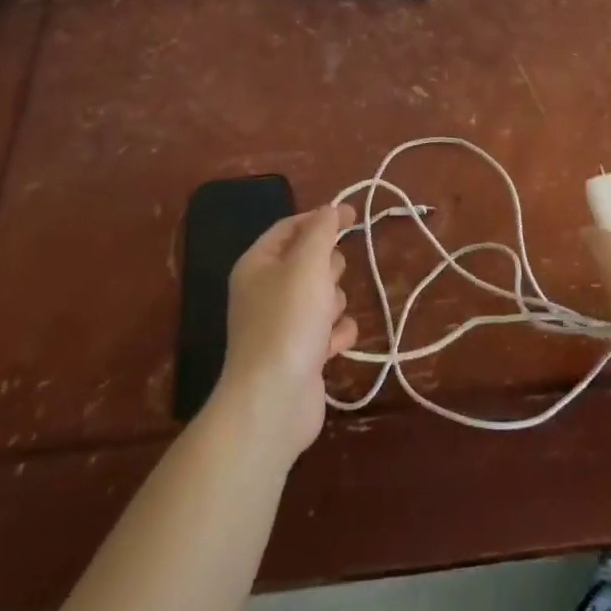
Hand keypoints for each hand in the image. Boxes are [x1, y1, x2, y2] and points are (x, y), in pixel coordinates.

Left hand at [213, 202, 359, 458]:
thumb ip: (322, 230)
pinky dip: (336, 335)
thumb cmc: (288, 320)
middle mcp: (266, 291)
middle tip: (327, 280)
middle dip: (327, 268)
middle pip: (310, 261)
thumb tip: (330, 209)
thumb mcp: (308, 262)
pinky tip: (334, 345)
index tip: (353, 215)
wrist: (274, 401)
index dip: (320, 218)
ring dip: (334, 303)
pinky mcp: (301, 354)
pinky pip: (329, 330)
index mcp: (258, 264)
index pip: (290, 227)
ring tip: (326, 320)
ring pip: (324, 295)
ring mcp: (283, 325)